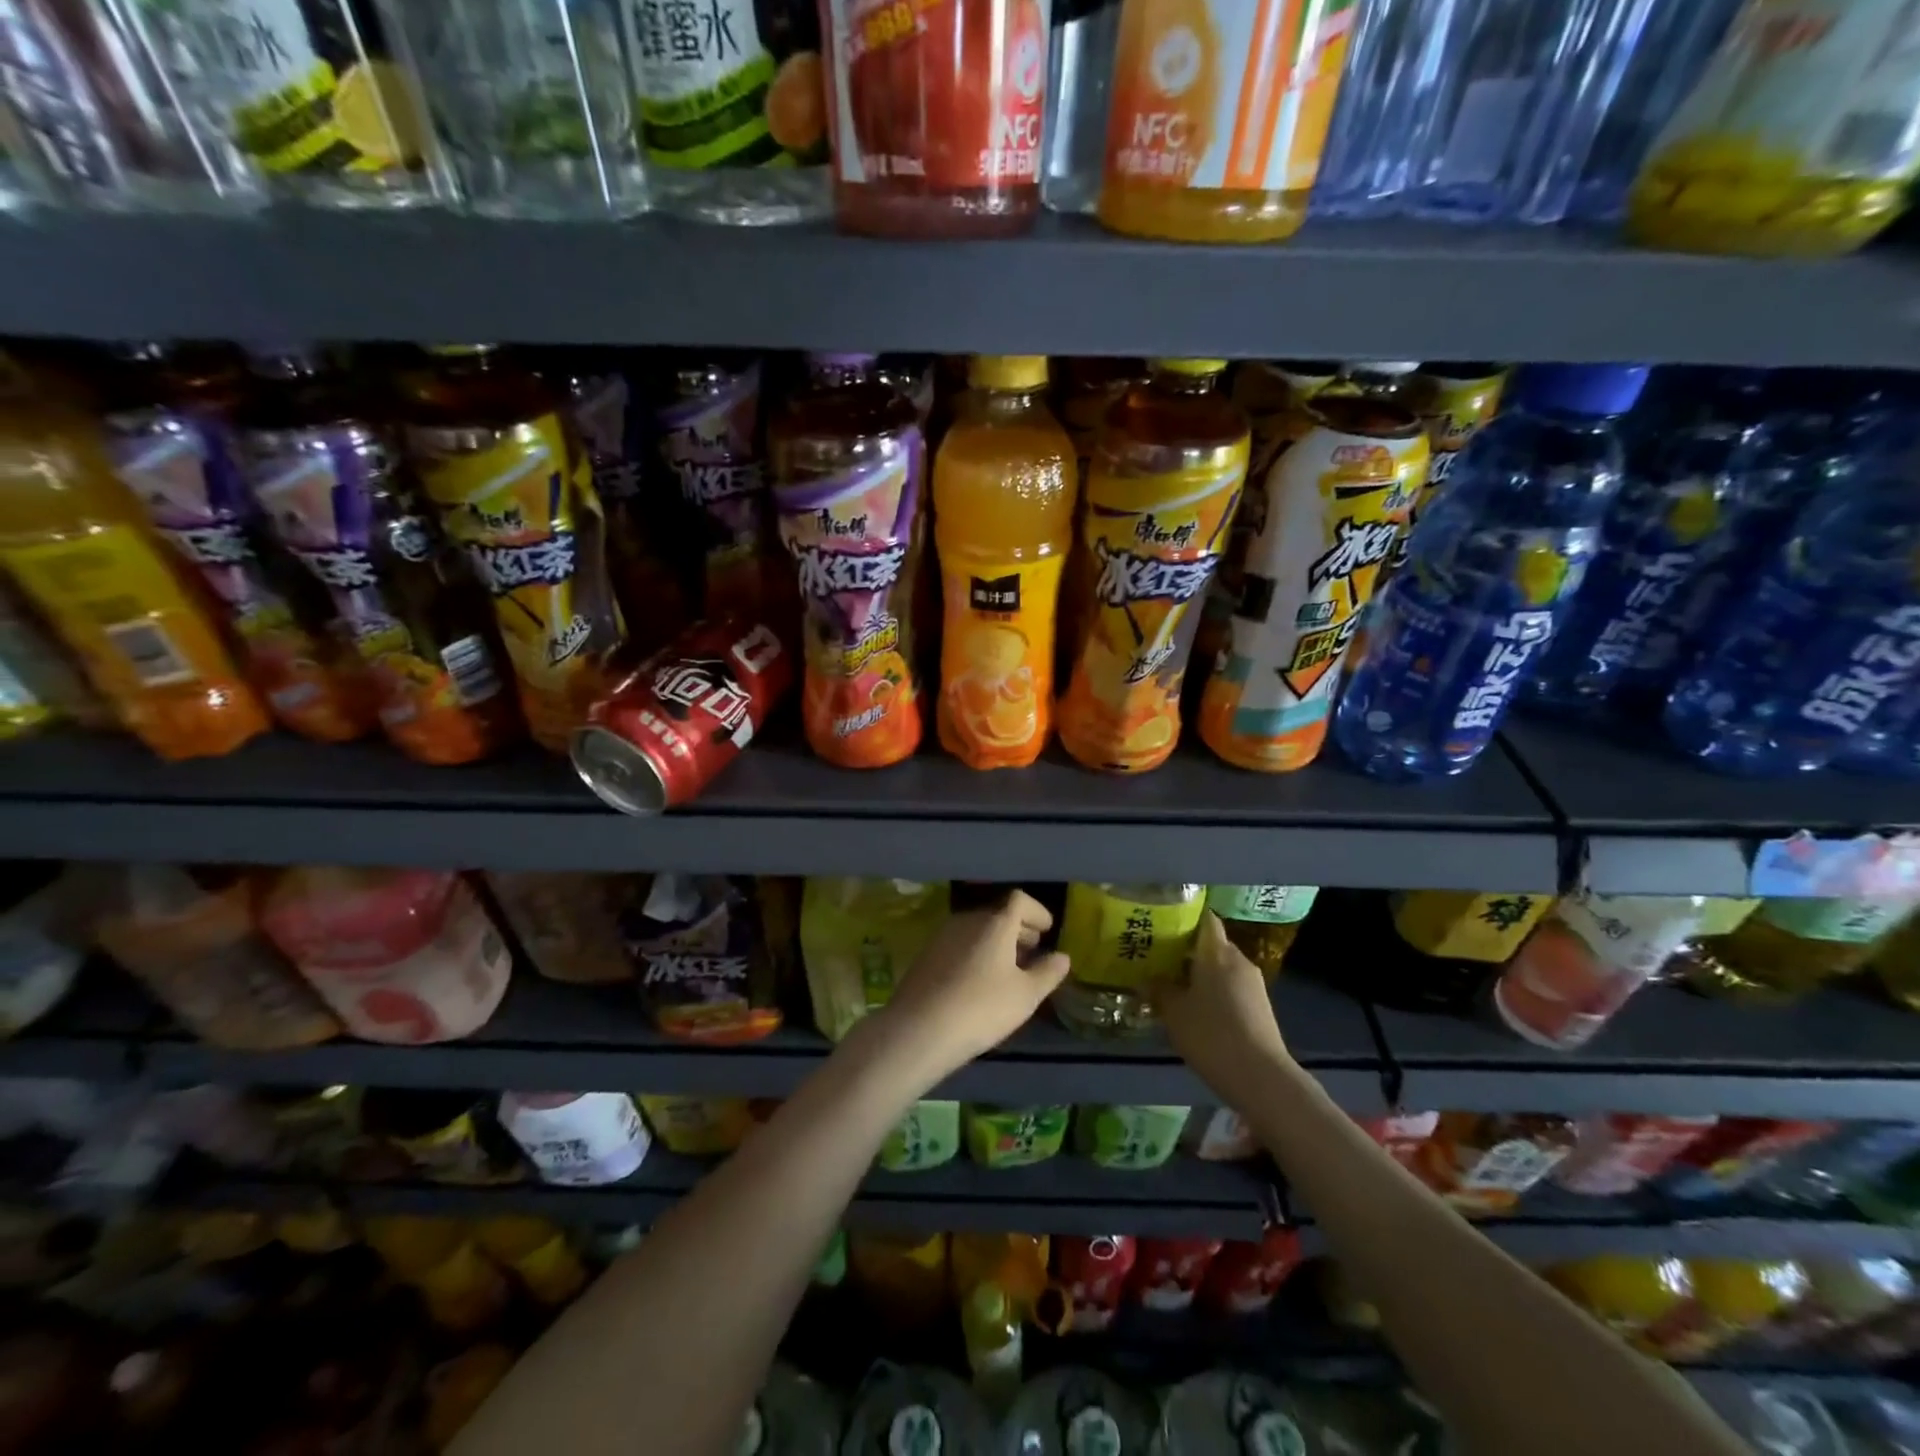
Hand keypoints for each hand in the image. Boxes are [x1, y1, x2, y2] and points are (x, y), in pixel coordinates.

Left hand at [876, 890, 1070, 1079]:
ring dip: (997, 941)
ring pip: (978, 929)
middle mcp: (968, 920)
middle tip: (1033, 950)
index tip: (1047, 930)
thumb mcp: (1026, 995)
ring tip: (1010, 968)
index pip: (1019, 900)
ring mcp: (943, 935)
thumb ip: (1047, 972)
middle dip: (1019, 928)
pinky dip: (977, 951)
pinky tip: (981, 979)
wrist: (920, 1028)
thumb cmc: (982, 1008)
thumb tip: (1062, 956)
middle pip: (998, 913)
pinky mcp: (927, 954)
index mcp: (995, 923)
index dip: (1037, 911)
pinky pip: (961, 943)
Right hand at [1154, 912, 1293, 1104]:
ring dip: (1201, 973)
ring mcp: (1253, 984)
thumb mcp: (1173, 1012)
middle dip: (1188, 950)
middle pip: (1212, 944)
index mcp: (1217, 952)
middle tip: (1160, 959)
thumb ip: (1158, 990)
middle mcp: (1238, 960)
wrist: (1261, 1077)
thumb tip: (1146, 979)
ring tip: (1175, 986)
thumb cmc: (1211, 1034)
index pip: (1205, 919)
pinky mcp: (1261, 1007)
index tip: (1164, 923)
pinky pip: (1232, 987)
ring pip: (1222, 967)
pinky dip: (1215, 991)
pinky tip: (1198, 1010)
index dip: (1186, 917)